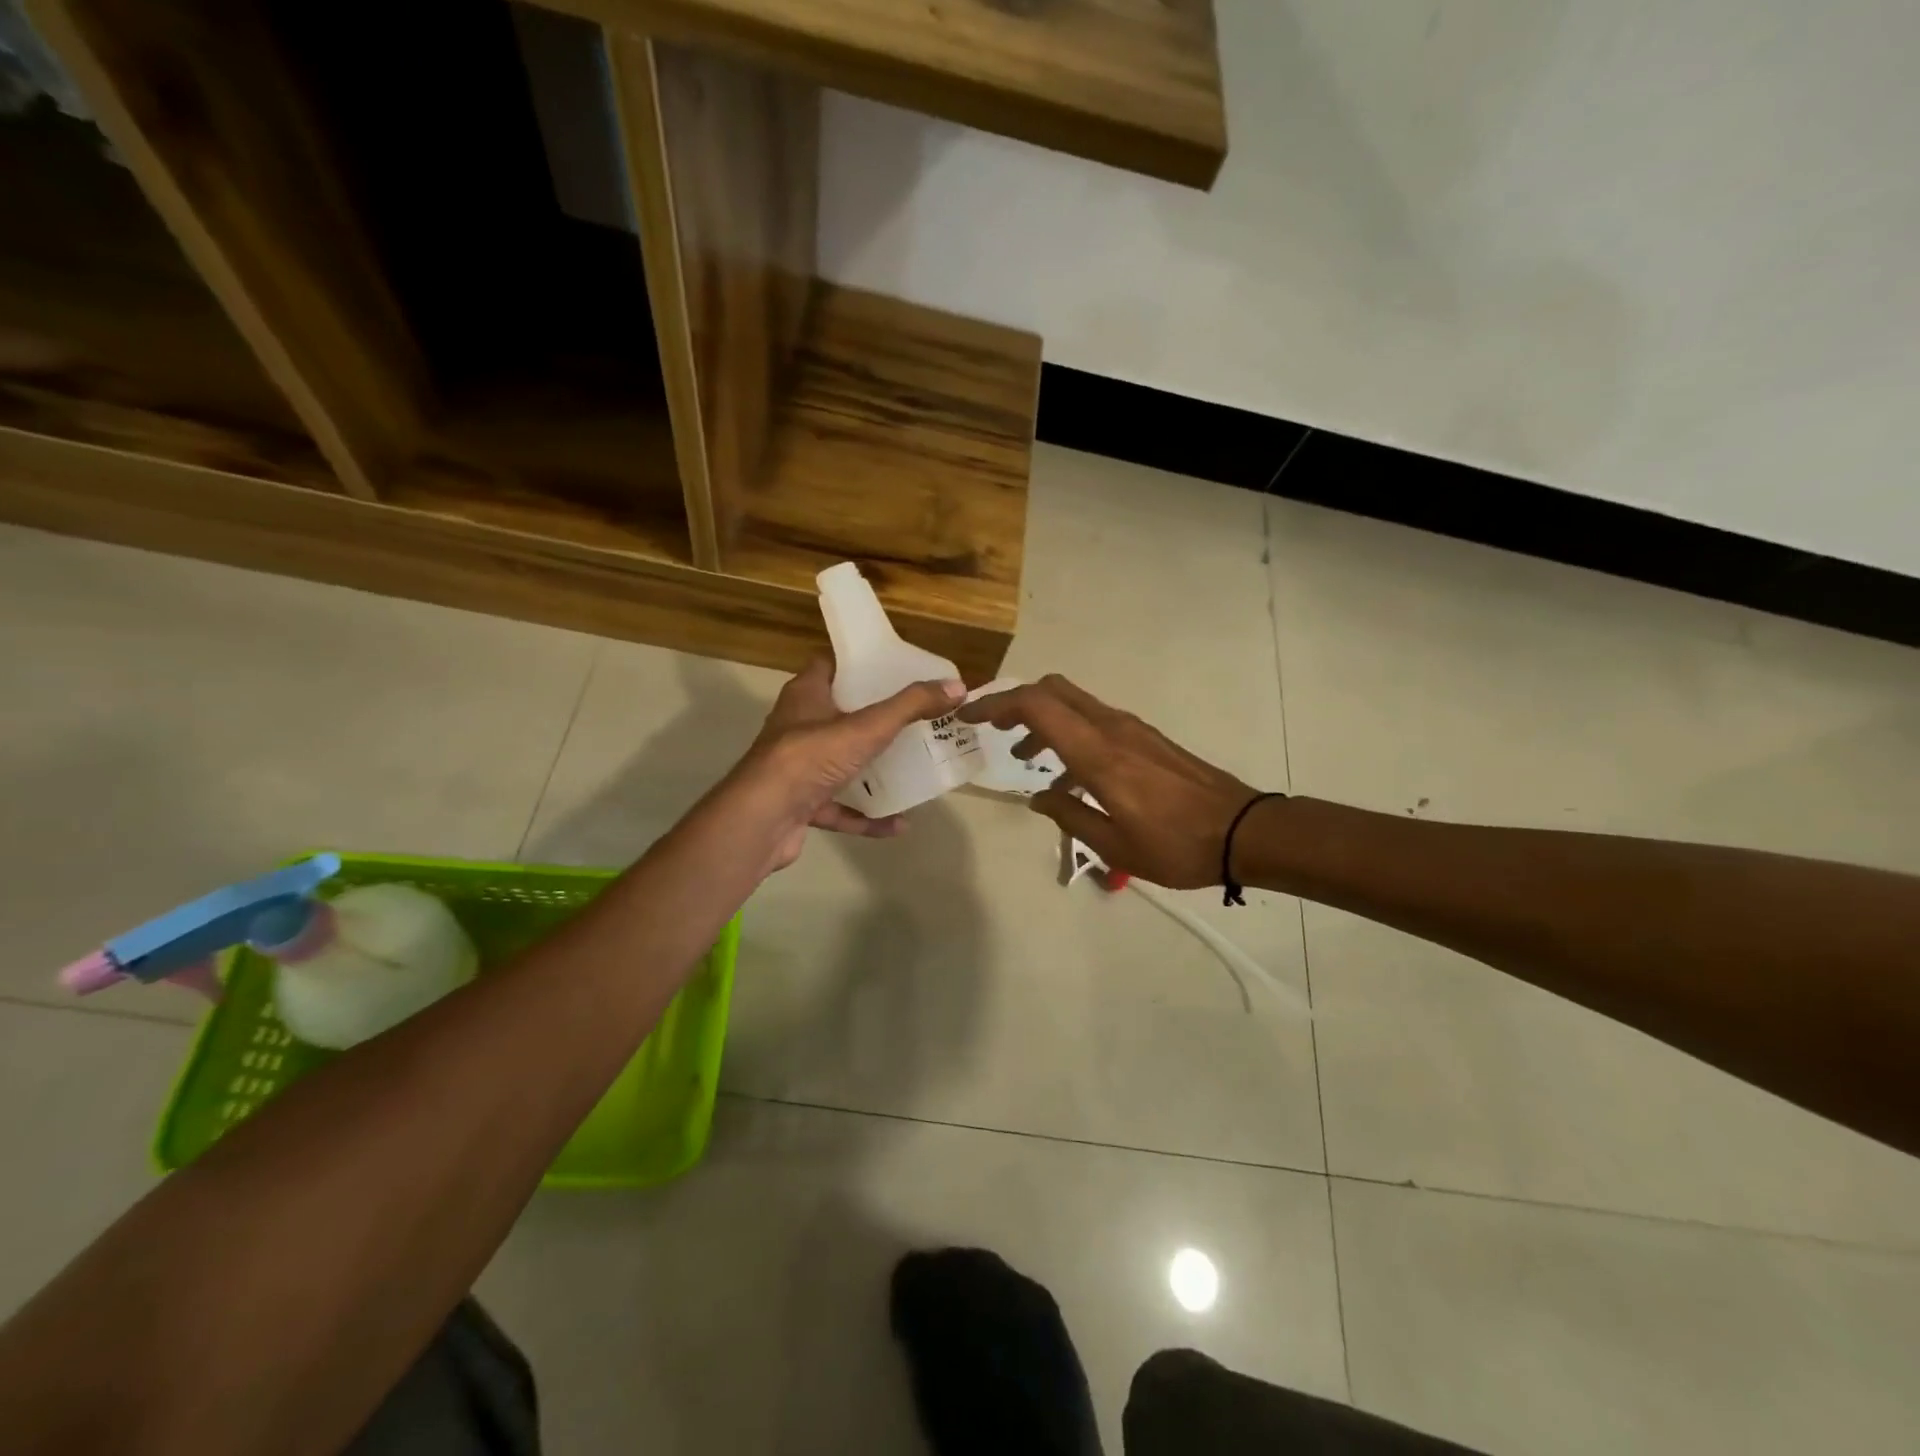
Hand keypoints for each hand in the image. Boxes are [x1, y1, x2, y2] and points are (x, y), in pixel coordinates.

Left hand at [725, 658, 964, 873]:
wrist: (763, 819)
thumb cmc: (812, 757)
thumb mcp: (868, 726)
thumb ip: (911, 706)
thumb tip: (957, 686)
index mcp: (805, 696)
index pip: (828, 666)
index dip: (857, 664)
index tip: (892, 668)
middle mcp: (797, 727)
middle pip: (838, 714)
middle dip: (873, 717)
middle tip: (913, 717)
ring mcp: (797, 769)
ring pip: (839, 763)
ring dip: (870, 769)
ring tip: (910, 767)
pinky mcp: (800, 805)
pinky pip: (839, 808)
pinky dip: (866, 816)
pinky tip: (898, 823)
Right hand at [959, 675, 1271, 888]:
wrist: (1243, 831)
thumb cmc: (1175, 846)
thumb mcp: (1113, 845)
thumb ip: (1069, 817)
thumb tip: (1039, 798)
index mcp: (1098, 754)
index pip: (1037, 706)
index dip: (997, 704)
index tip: (969, 715)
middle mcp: (1112, 729)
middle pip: (1053, 689)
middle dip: (1016, 702)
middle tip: (993, 729)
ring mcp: (1132, 729)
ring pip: (1074, 703)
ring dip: (1042, 720)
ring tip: (1025, 759)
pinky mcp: (1145, 738)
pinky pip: (1094, 721)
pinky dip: (1069, 733)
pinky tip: (1069, 776)